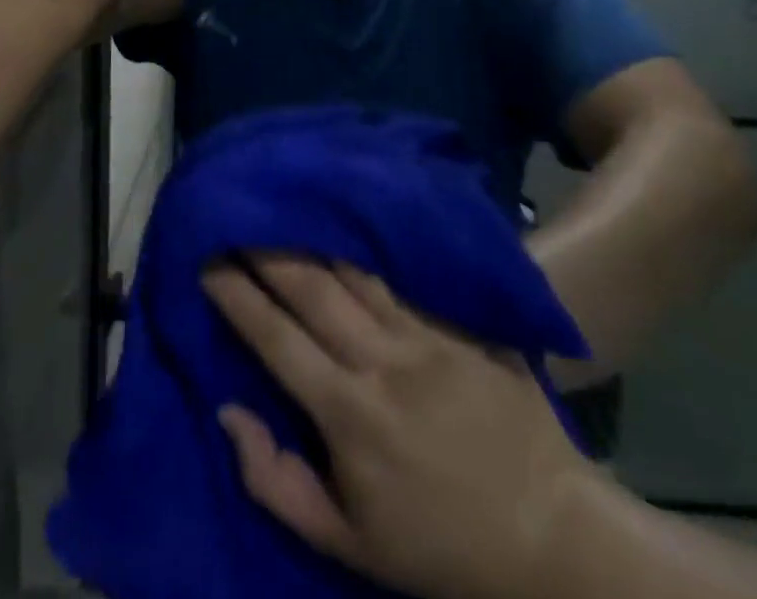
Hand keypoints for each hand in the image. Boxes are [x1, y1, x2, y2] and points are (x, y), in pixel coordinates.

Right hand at [203, 257, 590, 598]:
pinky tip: (347, 227)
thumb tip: (229, 412)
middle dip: (267, 250)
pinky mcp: (456, 324)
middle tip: (235, 219)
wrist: (549, 530)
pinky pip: (398, 280)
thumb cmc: (439, 545)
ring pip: (354, 272)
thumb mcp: (349, 543)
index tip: (207, 262)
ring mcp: (423, 334)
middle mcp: (381, 359)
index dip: (237, 296)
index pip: (277, 338)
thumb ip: (278, 482)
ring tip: (282, 210)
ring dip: (312, 240)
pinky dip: (363, 253)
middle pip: (311, 288)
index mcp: (350, 413)